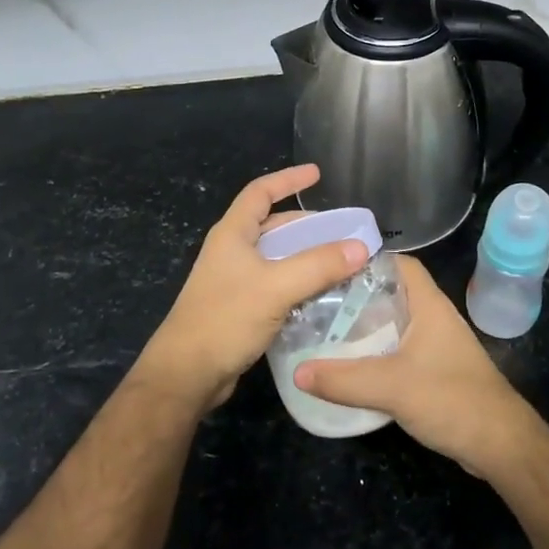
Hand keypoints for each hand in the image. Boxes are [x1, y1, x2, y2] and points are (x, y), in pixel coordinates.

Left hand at [134, 164, 367, 413]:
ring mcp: (234, 281)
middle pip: (272, 226)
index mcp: (232, 234)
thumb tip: (361, 247)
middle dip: (307, 225)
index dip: (287, 179)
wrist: (187, 374)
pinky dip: (299, 283)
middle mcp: (232, 252)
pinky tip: (322, 295)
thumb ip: (319, 265)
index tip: (317, 174)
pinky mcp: (240, 308)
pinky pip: (276, 285)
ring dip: (306, 256)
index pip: (260, 192)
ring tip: (340, 261)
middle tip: (341, 231)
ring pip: (277, 258)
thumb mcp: (275, 287)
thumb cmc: (225, 319)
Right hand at [294, 255, 544, 476]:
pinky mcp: (437, 372)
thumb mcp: (391, 386)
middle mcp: (434, 318)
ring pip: (395, 325)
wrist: (499, 443)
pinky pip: (400, 352)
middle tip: (318, 303)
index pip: (400, 264)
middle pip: (392, 294)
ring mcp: (437, 346)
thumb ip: (343, 379)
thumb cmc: (451, 399)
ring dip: (366, 329)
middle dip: (357, 297)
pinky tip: (352, 368)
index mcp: (429, 305)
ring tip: (326, 333)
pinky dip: (377, 355)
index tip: (330, 268)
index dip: (368, 260)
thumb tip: (297, 372)